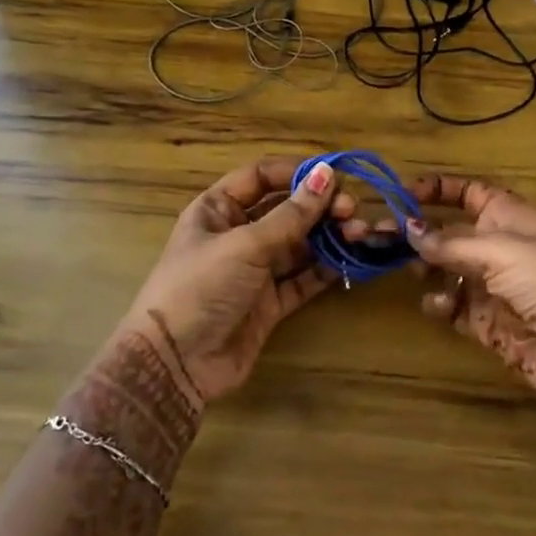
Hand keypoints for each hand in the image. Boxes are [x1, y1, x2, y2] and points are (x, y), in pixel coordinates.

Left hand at [115, 156, 352, 406]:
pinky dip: (326, 269)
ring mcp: (254, 270)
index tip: (334, 175)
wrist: (175, 363)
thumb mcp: (245, 244)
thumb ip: (291, 214)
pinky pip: (303, 278)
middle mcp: (238, 234)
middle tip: (351, 210)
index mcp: (218, 209)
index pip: (261, 177)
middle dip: (320, 207)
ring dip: (329, 237)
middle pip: (286, 210)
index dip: (296, 172)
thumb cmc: (200, 286)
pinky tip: (349, 260)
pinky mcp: (269, 303)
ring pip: (299, 245)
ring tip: (359, 233)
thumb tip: (327, 174)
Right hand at [404, 173, 535, 431]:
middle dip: (416, 234)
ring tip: (415, 272)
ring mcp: (491, 286)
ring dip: (425, 269)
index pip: (467, 193)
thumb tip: (408, 229)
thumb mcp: (501, 250)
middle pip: (447, 233)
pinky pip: (452, 306)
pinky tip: (441, 304)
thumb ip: (450, 243)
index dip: (437, 190)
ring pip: (444, 270)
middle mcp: (497, 246)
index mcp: (508, 216)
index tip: (401, 194)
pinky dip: (440, 303)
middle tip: (380, 239)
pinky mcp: (487, 323)